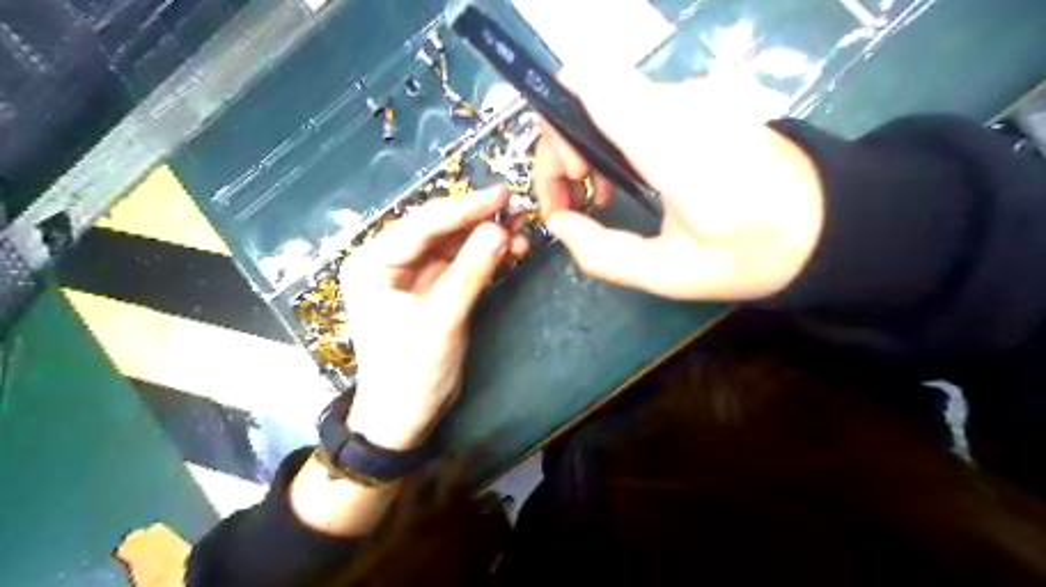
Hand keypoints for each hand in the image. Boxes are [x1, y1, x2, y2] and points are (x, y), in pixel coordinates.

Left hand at [340, 187, 526, 449]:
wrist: (405, 418)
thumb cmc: (411, 372)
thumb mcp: (441, 321)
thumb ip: (470, 273)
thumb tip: (501, 230)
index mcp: (373, 263)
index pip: (422, 224)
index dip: (464, 207)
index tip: (503, 194)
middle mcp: (390, 261)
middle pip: (439, 230)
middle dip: (479, 221)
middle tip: (519, 213)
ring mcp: (414, 275)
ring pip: (454, 244)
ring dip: (487, 237)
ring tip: (522, 233)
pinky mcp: (434, 289)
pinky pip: (462, 264)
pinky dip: (486, 257)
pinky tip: (510, 252)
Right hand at [539, 67, 824, 299]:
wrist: (827, 223)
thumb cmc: (748, 253)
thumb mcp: (669, 274)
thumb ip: (603, 253)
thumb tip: (558, 223)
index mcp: (670, 145)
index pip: (588, 85)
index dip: (555, 124)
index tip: (570, 180)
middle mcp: (677, 102)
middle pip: (586, 95)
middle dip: (564, 148)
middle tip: (576, 203)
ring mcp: (691, 95)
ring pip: (606, 101)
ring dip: (587, 147)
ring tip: (599, 199)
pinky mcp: (699, 100)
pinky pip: (632, 108)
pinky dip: (612, 139)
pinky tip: (625, 181)